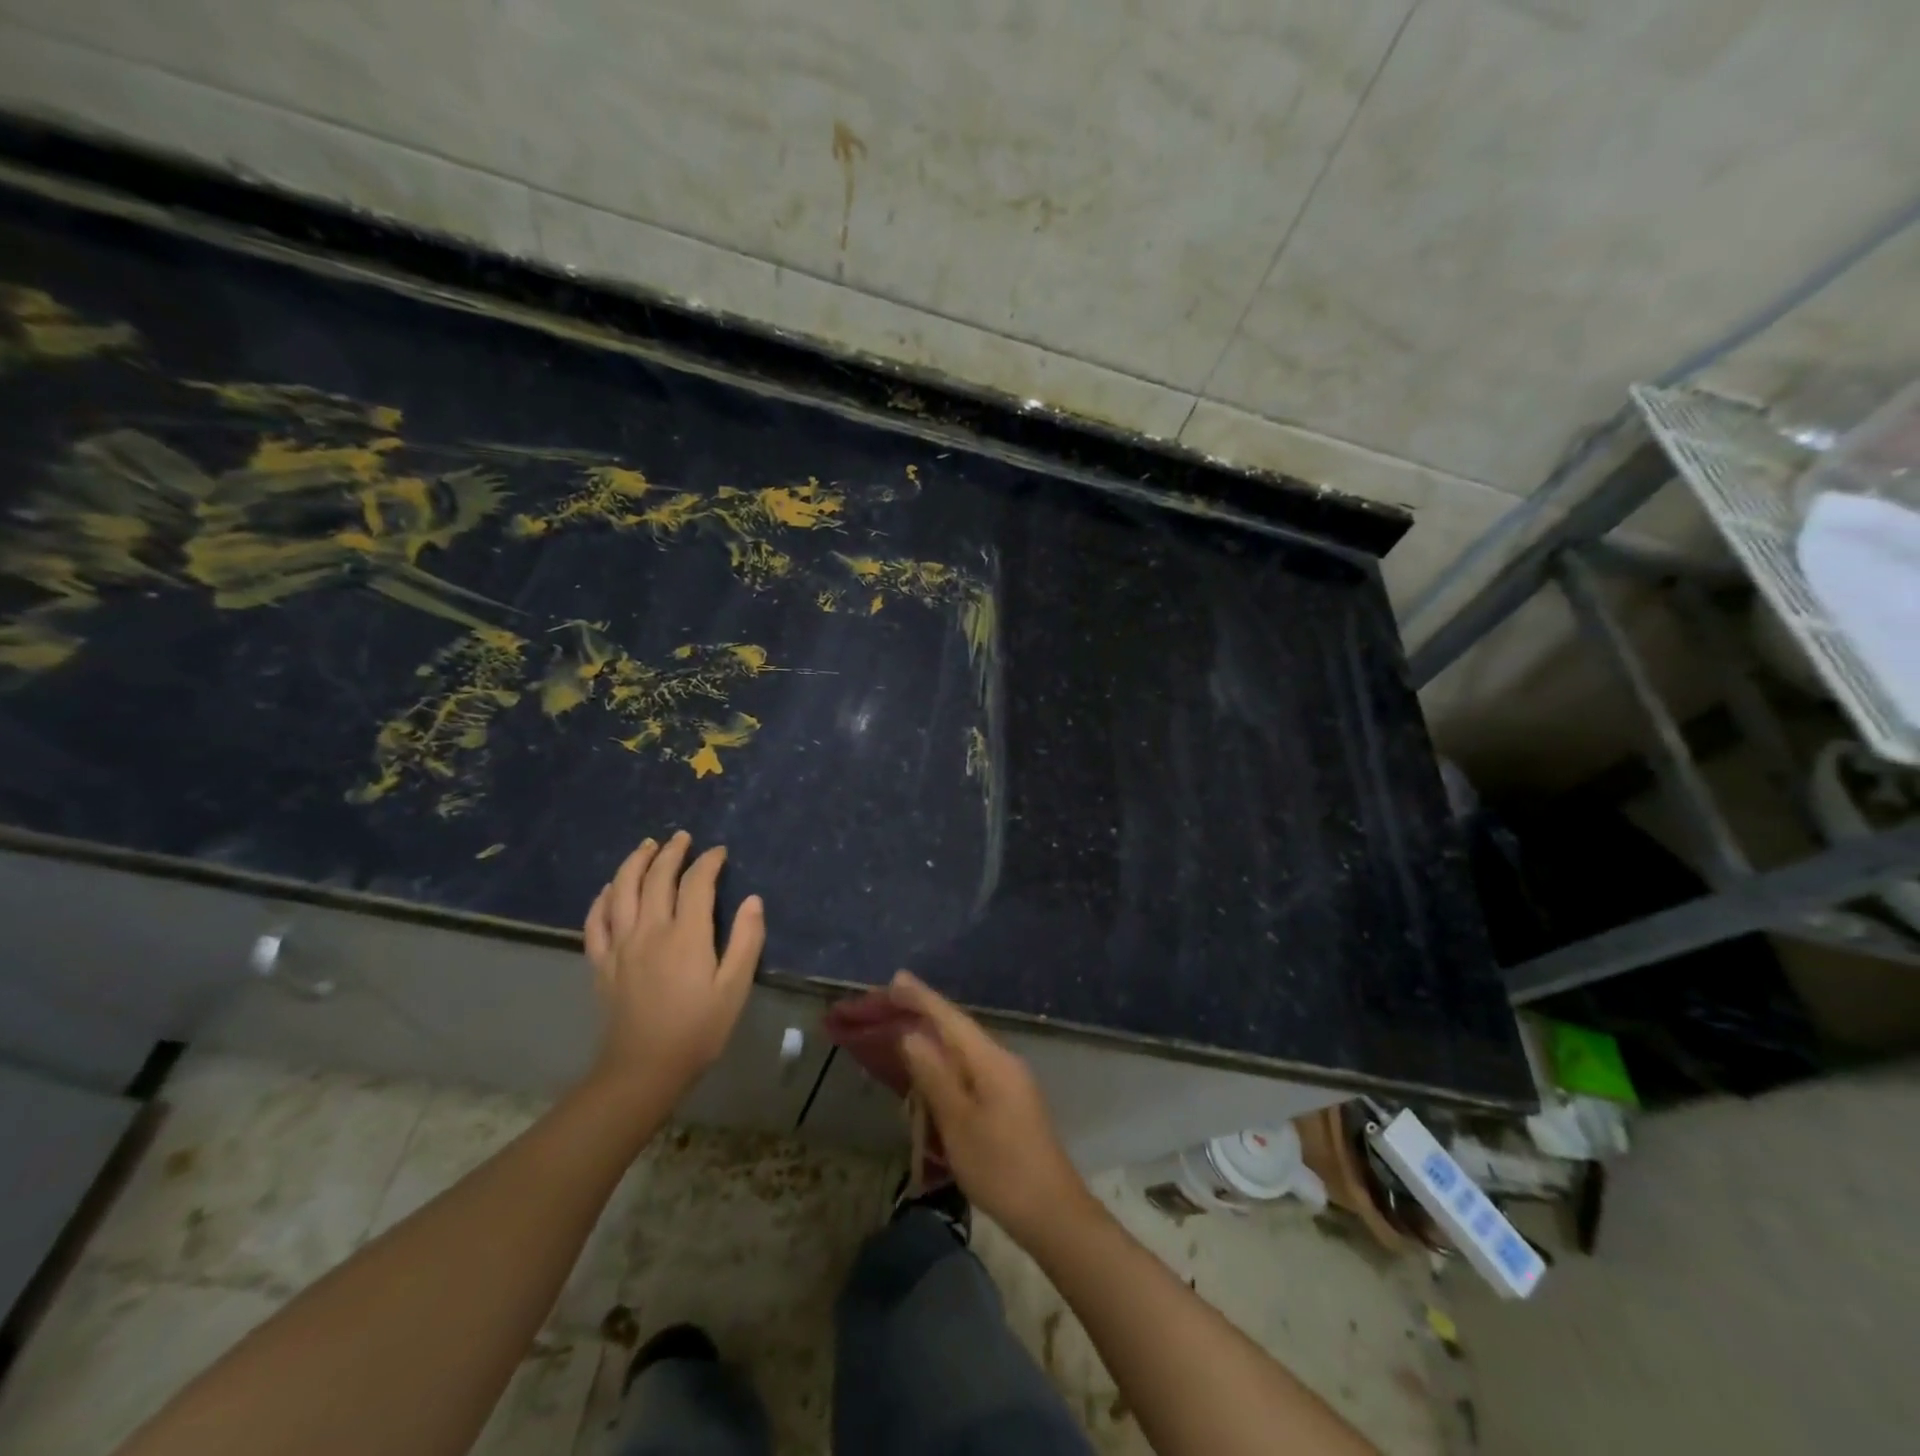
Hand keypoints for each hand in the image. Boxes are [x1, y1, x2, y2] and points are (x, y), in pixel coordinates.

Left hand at [583, 832, 765, 1107]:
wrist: (644, 1069)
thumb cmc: (698, 1030)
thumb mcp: (735, 988)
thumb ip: (746, 940)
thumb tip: (753, 900)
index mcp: (686, 935)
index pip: (696, 883)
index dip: (708, 862)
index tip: (719, 852)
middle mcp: (649, 930)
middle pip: (656, 878)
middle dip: (671, 852)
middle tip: (682, 837)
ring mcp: (620, 945)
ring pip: (621, 890)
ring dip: (634, 863)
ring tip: (647, 846)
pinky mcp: (601, 963)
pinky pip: (595, 922)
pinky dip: (601, 899)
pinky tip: (608, 889)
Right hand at [889, 971, 1099, 1248]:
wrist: (1053, 1213)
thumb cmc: (1001, 1168)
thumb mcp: (958, 1123)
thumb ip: (934, 1075)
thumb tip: (910, 1035)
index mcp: (991, 1059)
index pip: (950, 1018)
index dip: (920, 998)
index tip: (893, 979)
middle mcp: (1002, 1060)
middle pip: (956, 1028)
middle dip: (922, 1014)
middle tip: (886, 1004)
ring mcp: (1009, 1080)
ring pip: (963, 1049)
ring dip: (932, 1038)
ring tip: (901, 1030)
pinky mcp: (1008, 1100)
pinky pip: (969, 1068)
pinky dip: (945, 1062)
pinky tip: (930, 1071)